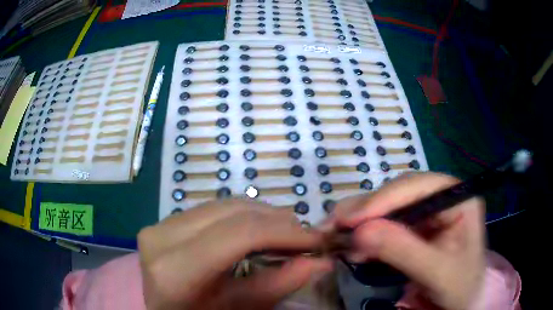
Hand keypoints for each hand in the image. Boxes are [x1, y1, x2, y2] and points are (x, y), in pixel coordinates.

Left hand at [138, 199, 331, 309]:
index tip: (315, 240)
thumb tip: (320, 262)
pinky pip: (210, 209)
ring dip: (260, 215)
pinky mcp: (162, 221)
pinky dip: (240, 216)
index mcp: (175, 270)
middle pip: (232, 213)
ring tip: (285, 231)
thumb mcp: (236, 309)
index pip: (239, 234)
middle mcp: (161, 237)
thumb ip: (276, 284)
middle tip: (304, 236)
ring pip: (222, 205)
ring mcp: (158, 225)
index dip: (284, 232)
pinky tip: (256, 228)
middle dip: (276, 221)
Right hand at [332, 173, 484, 309]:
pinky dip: (366, 233)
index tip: (350, 219)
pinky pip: (387, 222)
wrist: (462, 301)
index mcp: (458, 198)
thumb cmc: (459, 287)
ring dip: (361, 220)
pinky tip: (352, 245)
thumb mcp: (437, 273)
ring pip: (389, 206)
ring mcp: (428, 210)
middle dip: (366, 209)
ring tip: (336, 234)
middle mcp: (442, 197)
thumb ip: (403, 251)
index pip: (419, 186)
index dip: (384, 199)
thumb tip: (359, 232)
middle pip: (399, 192)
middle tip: (333, 225)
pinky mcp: (416, 226)